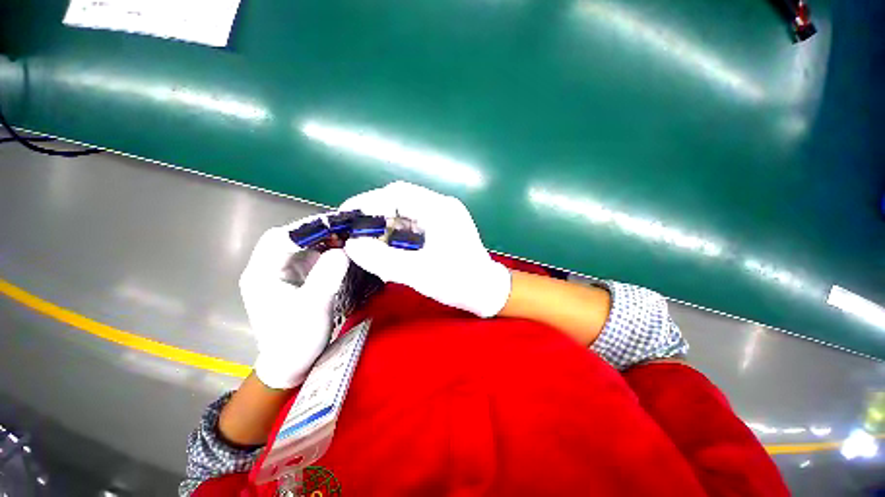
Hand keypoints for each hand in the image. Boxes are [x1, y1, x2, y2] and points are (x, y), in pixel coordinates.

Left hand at [239, 215, 349, 388]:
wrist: (292, 362)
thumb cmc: (296, 339)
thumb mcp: (312, 308)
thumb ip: (325, 277)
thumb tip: (343, 251)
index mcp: (261, 274)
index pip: (279, 239)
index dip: (307, 229)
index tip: (336, 225)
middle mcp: (269, 268)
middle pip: (290, 237)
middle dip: (317, 230)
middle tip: (344, 228)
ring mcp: (283, 271)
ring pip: (302, 244)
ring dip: (324, 238)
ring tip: (347, 236)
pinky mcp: (297, 277)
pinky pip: (312, 255)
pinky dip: (328, 248)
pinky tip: (343, 249)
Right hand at [340, 181, 510, 316]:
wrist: (487, 292)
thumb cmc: (459, 282)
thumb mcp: (419, 273)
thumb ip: (383, 259)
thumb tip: (352, 246)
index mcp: (440, 210)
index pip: (397, 194)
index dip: (368, 201)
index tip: (345, 214)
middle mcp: (442, 206)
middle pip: (401, 200)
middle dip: (374, 212)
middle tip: (352, 228)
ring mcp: (443, 216)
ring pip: (406, 211)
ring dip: (385, 222)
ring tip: (365, 238)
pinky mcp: (443, 227)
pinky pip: (414, 222)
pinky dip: (397, 231)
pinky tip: (387, 243)